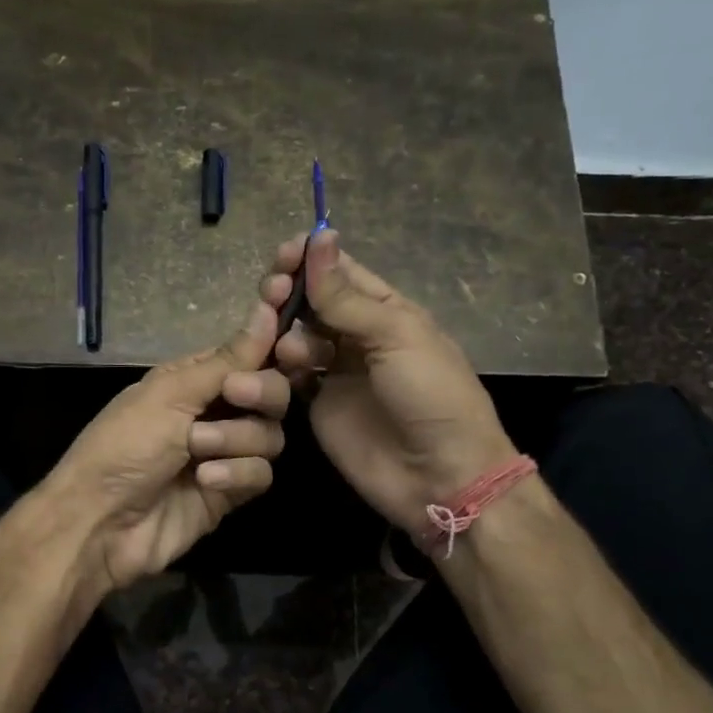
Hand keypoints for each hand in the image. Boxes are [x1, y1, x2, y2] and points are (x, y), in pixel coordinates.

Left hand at [46, 300, 290, 594]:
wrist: (102, 522)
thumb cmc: (126, 445)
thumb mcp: (171, 394)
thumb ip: (227, 360)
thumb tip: (265, 310)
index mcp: (194, 379)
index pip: (249, 354)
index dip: (272, 346)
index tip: (288, 343)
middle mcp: (214, 411)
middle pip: (272, 393)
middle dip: (259, 392)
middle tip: (235, 397)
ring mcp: (224, 453)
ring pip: (270, 435)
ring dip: (236, 440)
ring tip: (197, 451)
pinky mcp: (230, 492)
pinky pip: (261, 474)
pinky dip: (236, 474)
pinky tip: (206, 482)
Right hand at [262, 231, 514, 535]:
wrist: (439, 475)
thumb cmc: (430, 395)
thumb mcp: (396, 336)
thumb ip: (347, 297)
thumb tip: (319, 237)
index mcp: (387, 311)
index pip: (342, 273)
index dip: (311, 259)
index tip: (283, 253)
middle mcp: (357, 336)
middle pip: (312, 302)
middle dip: (290, 292)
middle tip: (273, 293)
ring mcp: (335, 371)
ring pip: (295, 336)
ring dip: (284, 331)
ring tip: (287, 348)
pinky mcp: (317, 404)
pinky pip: (289, 376)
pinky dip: (279, 367)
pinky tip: (279, 367)